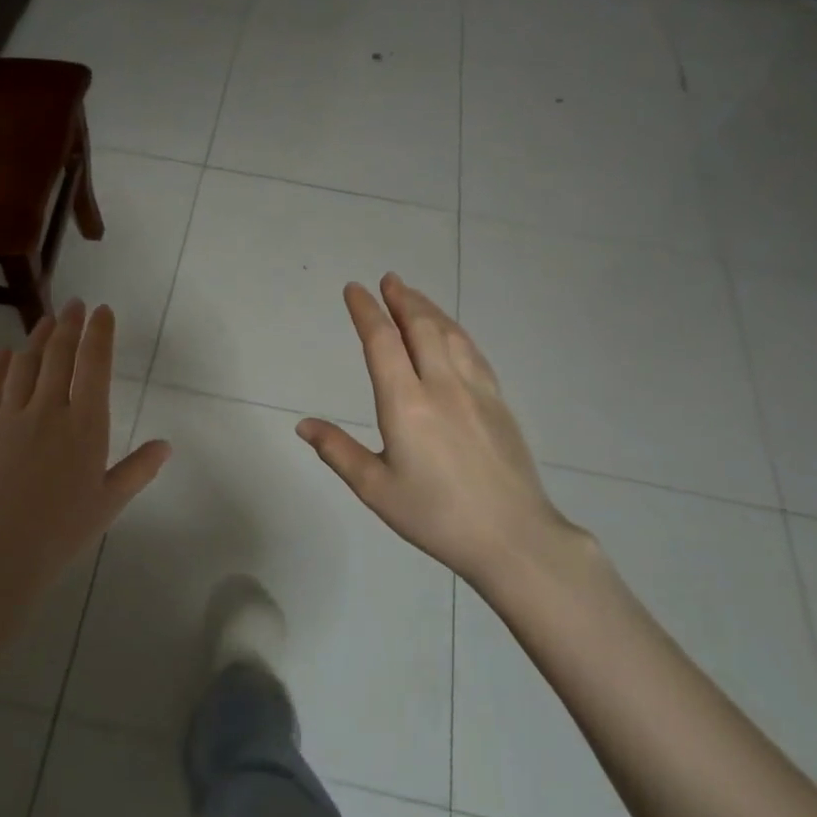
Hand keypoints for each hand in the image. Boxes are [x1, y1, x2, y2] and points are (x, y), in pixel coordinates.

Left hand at [0, 300, 170, 700]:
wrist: (0, 552)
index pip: (95, 366)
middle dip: (70, 325)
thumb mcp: (110, 502)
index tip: (102, 312)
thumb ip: (138, 469)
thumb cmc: (63, 530)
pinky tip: (4, 355)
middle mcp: (49, 410)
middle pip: (59, 356)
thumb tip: (166, 445)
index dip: (99, 334)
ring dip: (37, 339)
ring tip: (45, 320)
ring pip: (25, 365)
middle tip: (75, 305)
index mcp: (85, 425)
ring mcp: (10, 417)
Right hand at [296, 274, 598, 603]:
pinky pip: (473, 353)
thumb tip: (303, 425)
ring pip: (450, 334)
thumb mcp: (376, 488)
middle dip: (401, 299)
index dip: (366, 311)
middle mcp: (441, 385)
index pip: (382, 342)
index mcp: (406, 403)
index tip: (354, 290)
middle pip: (420, 327)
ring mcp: (475, 391)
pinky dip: (455, 332)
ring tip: (413, 295)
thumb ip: (338, 451)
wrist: (512, 536)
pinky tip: (452, 334)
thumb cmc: (436, 515)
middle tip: (388, 279)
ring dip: (429, 309)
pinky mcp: (498, 403)